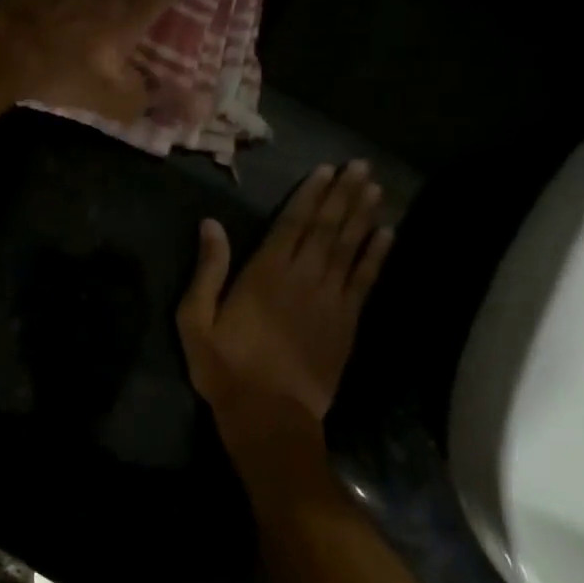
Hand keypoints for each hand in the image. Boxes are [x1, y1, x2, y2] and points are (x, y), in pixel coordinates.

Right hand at [176, 162, 393, 460]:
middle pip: (327, 228)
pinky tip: (387, 234)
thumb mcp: (196, 320)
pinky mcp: (346, 322)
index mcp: (264, 273)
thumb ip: (208, 270)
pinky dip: (377, 255)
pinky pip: (365, 281)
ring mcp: (329, 300)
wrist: (270, 415)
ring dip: (363, 215)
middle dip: (343, 195)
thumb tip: (210, 225)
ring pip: (350, 247)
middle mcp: (302, 278)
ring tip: (375, 188)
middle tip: (360, 167)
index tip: (326, 170)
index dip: (310, 195)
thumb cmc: (226, 367)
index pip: (292, 224)